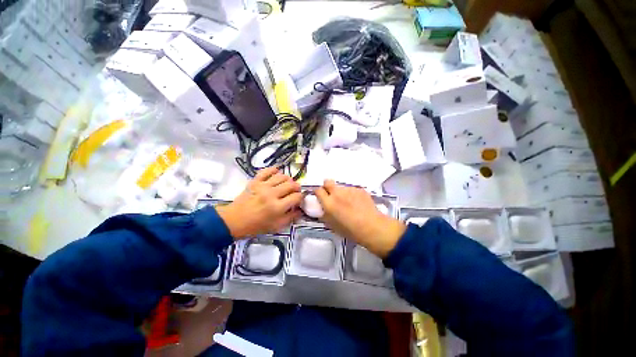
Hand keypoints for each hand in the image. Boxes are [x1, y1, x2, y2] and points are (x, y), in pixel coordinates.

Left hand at [217, 168, 301, 238]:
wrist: (234, 221)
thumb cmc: (256, 226)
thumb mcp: (276, 226)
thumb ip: (291, 218)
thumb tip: (300, 210)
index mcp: (277, 207)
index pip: (296, 197)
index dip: (301, 197)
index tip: (299, 200)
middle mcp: (272, 194)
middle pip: (291, 185)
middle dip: (297, 187)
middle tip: (295, 191)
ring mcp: (263, 186)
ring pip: (282, 176)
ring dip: (288, 179)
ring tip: (287, 184)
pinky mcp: (255, 181)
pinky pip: (267, 171)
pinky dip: (274, 170)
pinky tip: (277, 173)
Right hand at [314, 180, 405, 257]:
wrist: (371, 227)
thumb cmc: (350, 230)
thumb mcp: (332, 226)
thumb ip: (325, 215)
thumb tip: (323, 210)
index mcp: (329, 203)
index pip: (318, 190)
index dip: (319, 193)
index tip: (321, 196)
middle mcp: (337, 193)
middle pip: (327, 182)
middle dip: (327, 186)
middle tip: (332, 195)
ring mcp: (349, 190)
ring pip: (341, 187)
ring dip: (341, 192)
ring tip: (349, 202)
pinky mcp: (359, 189)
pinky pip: (352, 189)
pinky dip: (352, 194)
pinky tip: (358, 203)